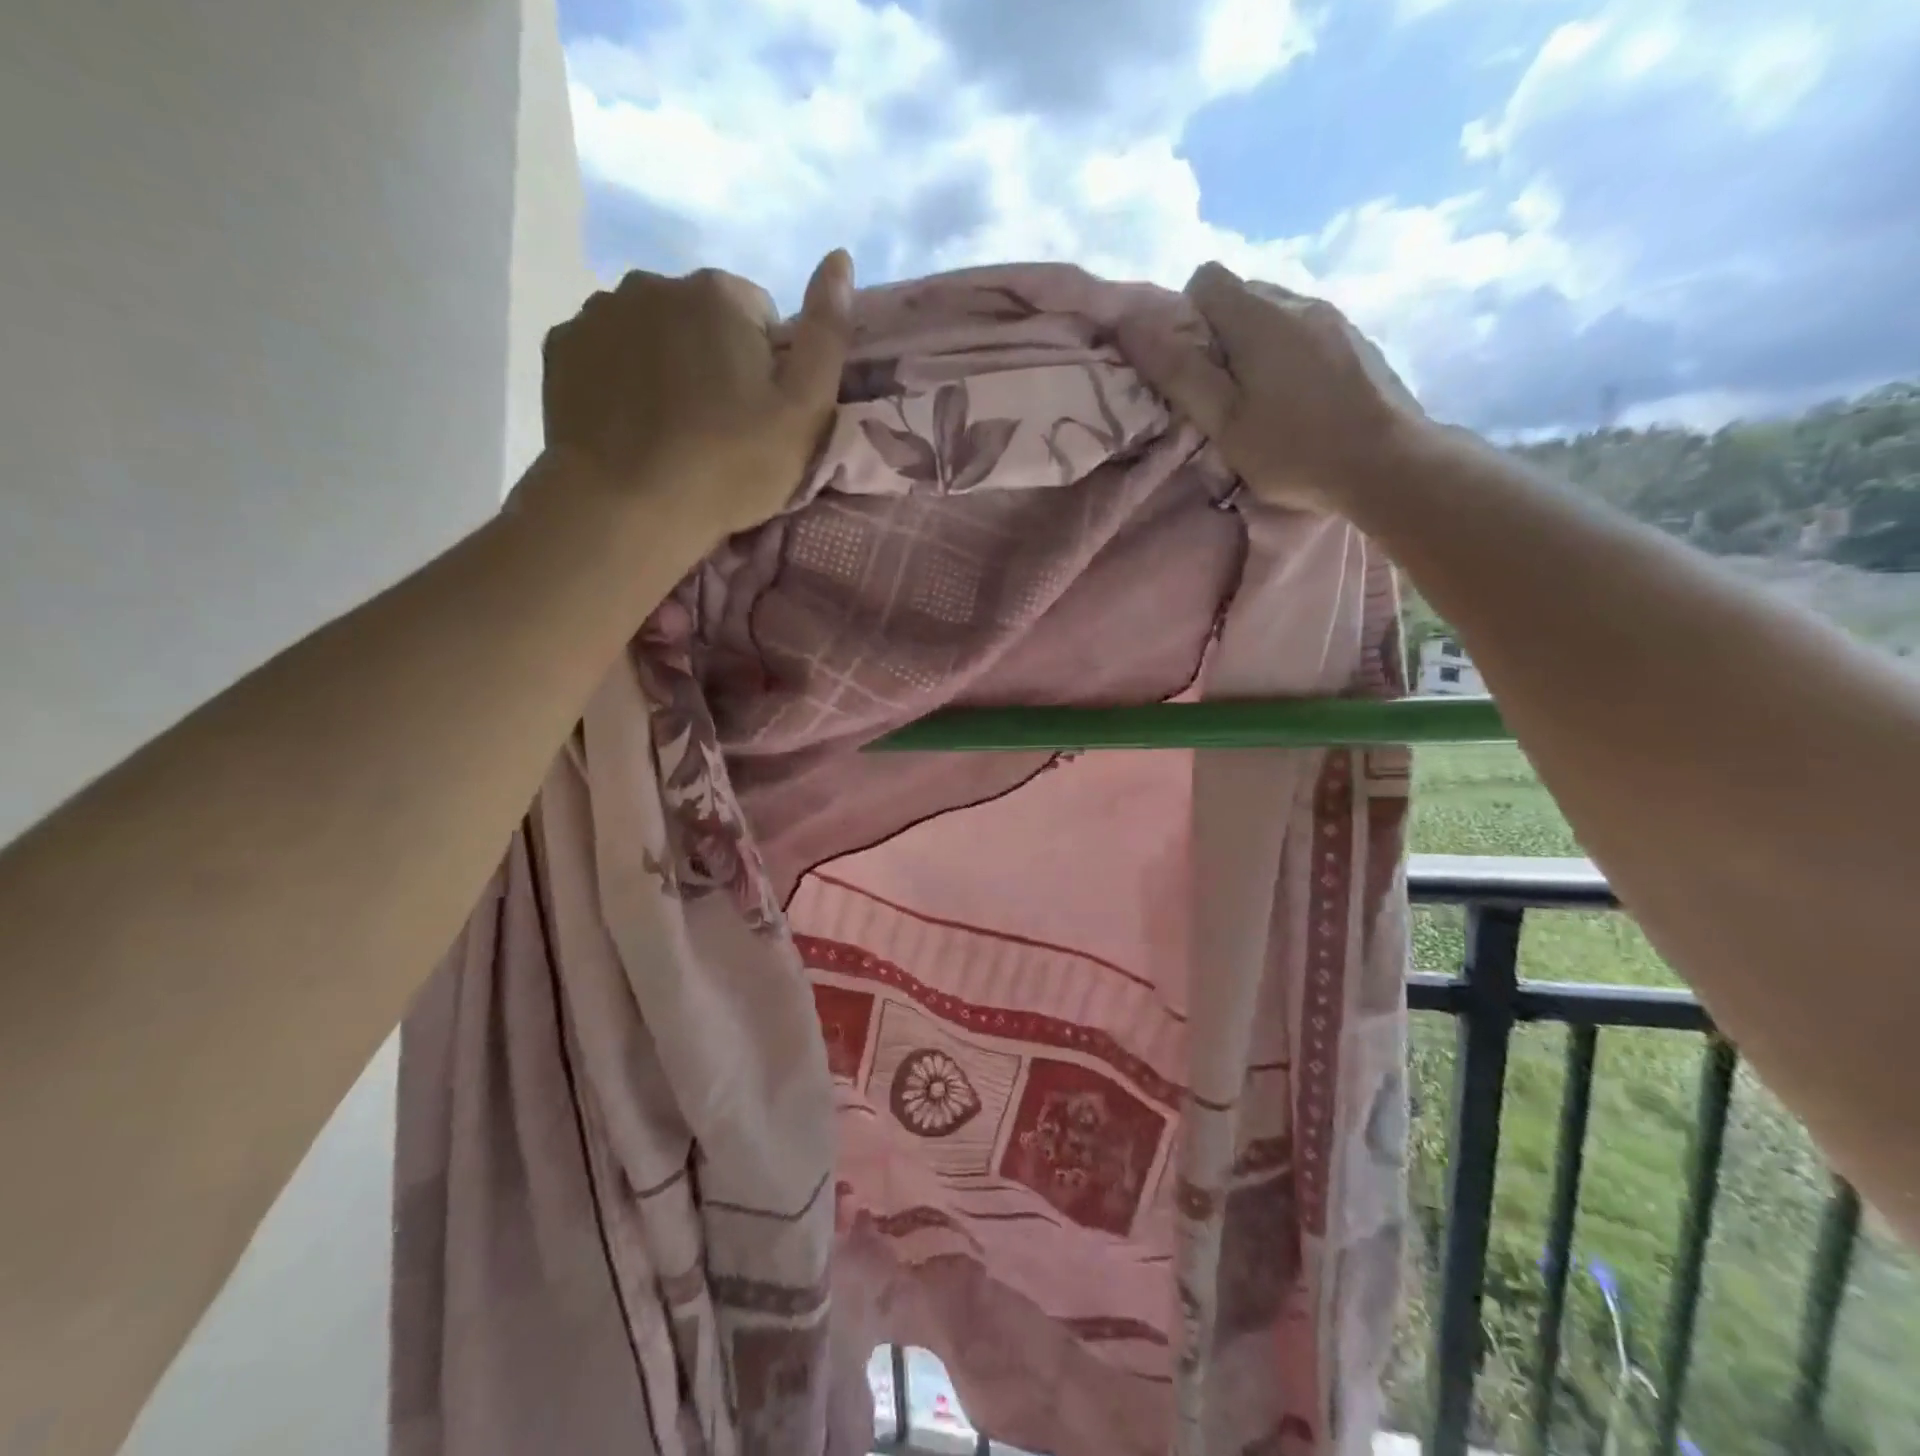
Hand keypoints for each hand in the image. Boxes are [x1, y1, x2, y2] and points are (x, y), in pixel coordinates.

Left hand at [540, 251, 853, 539]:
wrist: (627, 507)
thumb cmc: (729, 465)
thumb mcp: (804, 411)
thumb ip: (828, 334)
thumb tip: (840, 257)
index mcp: (719, 293)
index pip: (761, 316)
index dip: (769, 368)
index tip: (760, 417)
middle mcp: (654, 282)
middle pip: (703, 318)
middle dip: (715, 359)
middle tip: (718, 429)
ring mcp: (599, 311)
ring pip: (653, 332)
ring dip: (667, 365)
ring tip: (671, 429)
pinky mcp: (562, 348)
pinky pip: (608, 352)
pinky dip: (622, 378)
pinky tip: (631, 424)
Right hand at [1119, 262, 1427, 514]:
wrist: (1389, 463)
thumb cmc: (1295, 449)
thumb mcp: (1224, 421)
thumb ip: (1180, 373)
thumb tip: (1134, 326)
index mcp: (1259, 316)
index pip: (1206, 279)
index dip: (1186, 317)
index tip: (1191, 367)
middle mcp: (1297, 301)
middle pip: (1240, 295)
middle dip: (1219, 335)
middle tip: (1221, 394)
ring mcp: (1333, 318)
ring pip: (1275, 314)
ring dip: (1255, 346)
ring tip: (1260, 401)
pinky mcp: (1356, 340)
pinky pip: (1305, 331)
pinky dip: (1288, 355)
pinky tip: (1297, 400)